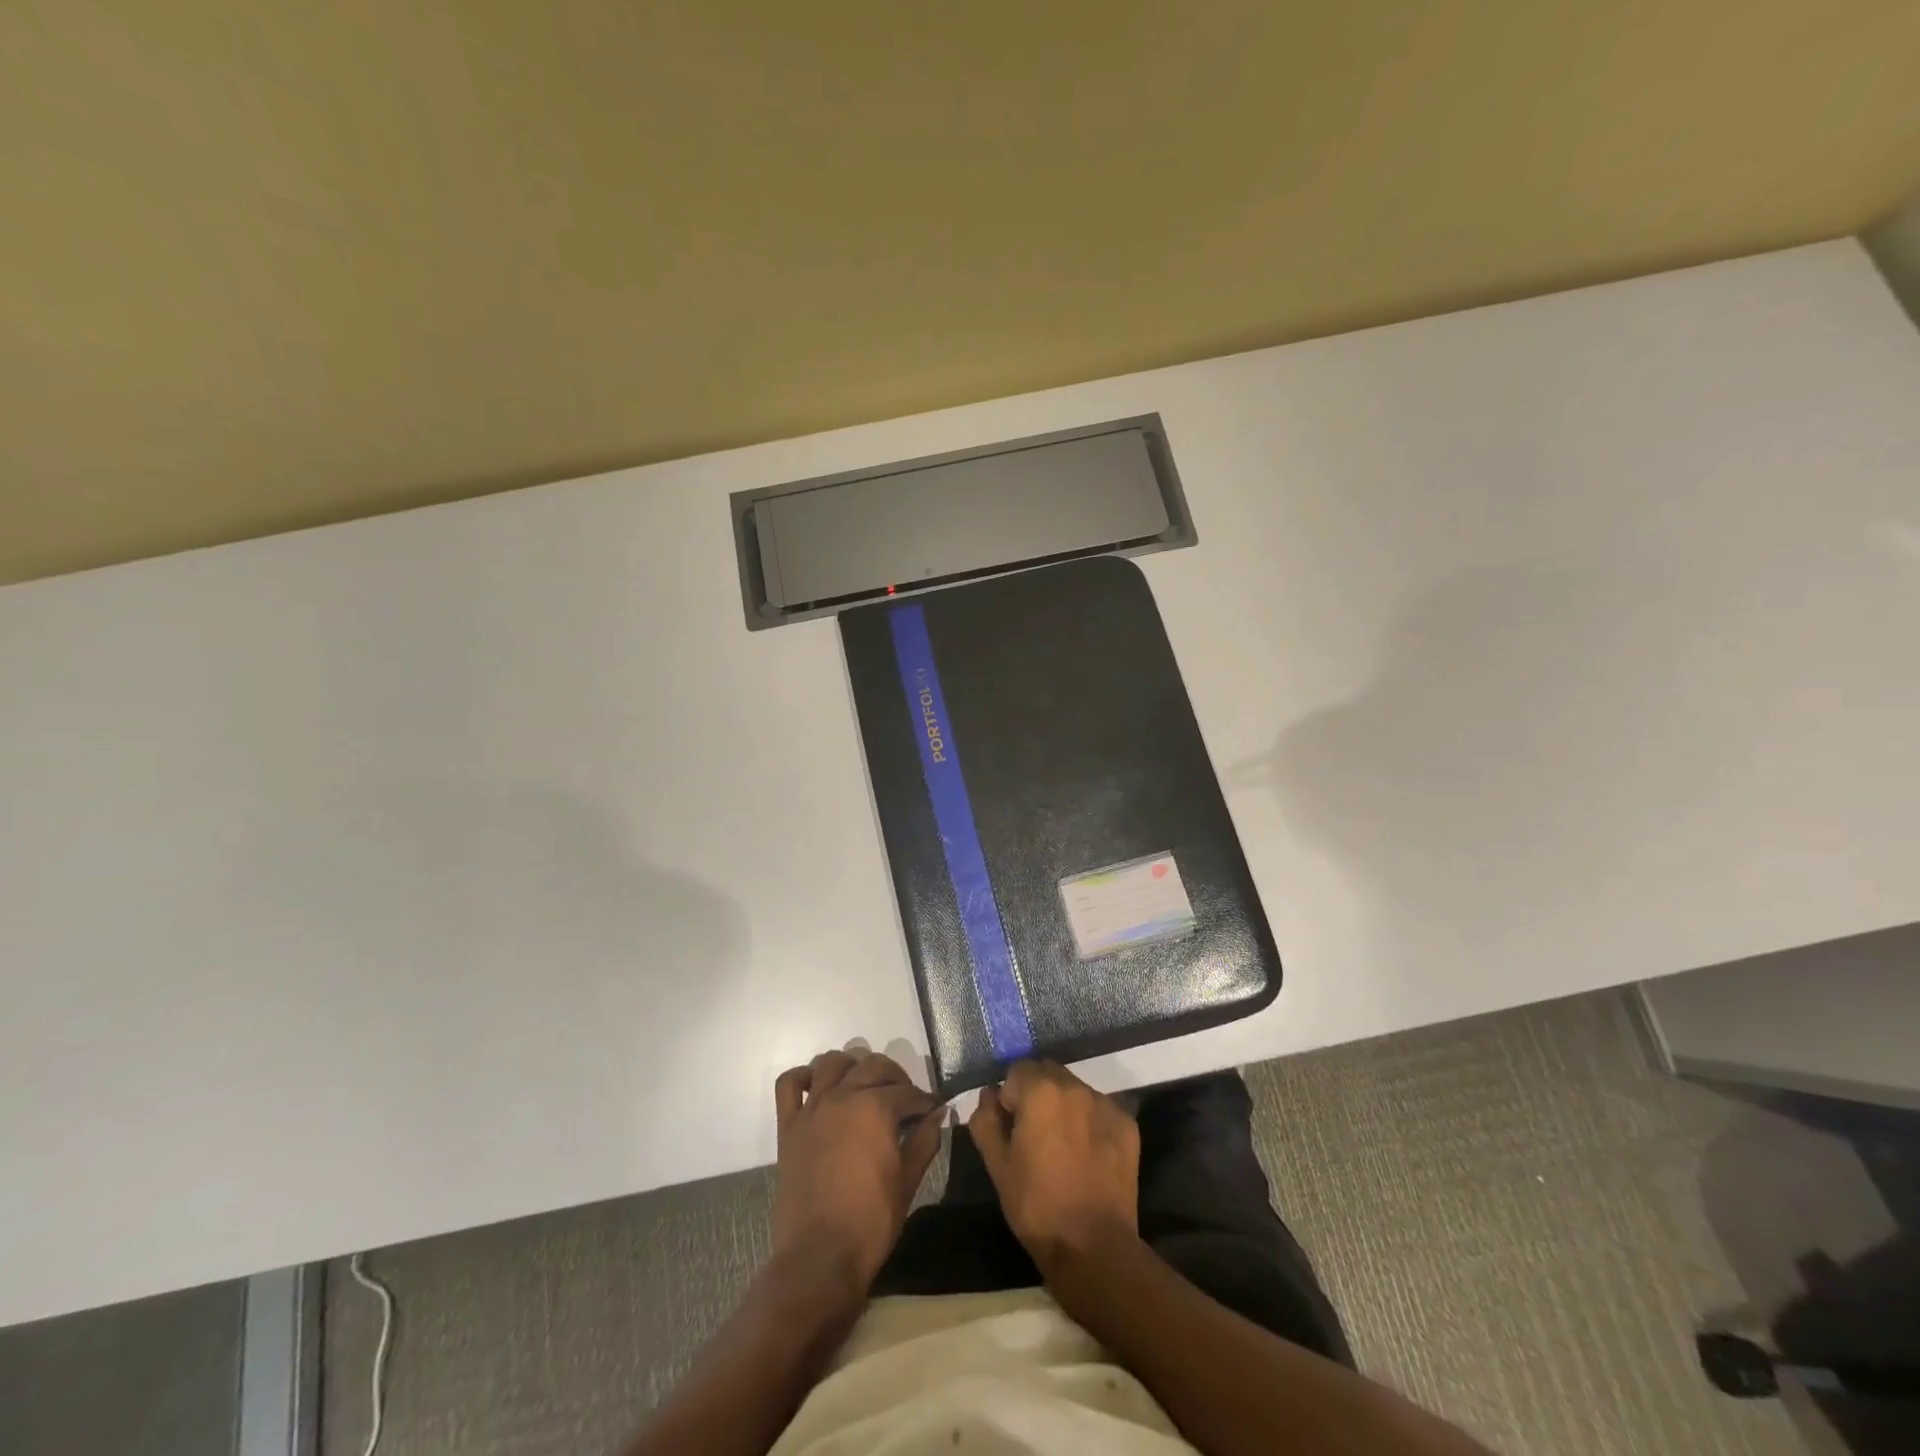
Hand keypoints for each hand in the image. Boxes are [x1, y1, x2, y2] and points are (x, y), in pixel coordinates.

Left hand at [772, 1049, 943, 1290]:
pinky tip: (818, 1087)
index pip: (907, 1092)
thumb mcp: (908, 1181)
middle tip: (906, 1098)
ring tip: (864, 1085)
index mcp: (875, 1108)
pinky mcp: (788, 1126)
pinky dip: (803, 1076)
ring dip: (852, 1066)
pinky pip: (789, 1084)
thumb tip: (940, 1114)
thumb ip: (925, 1140)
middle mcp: (842, 1096)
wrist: (819, 1259)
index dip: (924, 1101)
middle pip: (873, 1066)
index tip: (933, 1110)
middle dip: (895, 1076)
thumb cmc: (870, 1222)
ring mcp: (812, 1108)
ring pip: (831, 1062)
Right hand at [967, 1060, 1139, 1277]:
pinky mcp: (1127, 1123)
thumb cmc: (1036, 1205)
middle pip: (1048, 1072)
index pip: (1016, 1070)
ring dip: (1064, 1104)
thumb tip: (988, 1095)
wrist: (1093, 1247)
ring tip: (1063, 1145)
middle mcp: (1075, 1086)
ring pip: (1075, 1089)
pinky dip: (1090, 1120)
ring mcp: (1105, 1103)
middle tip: (1035, 1133)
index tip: (1012, 1126)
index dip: (1010, 1097)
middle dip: (1037, 1093)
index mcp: (1040, 1091)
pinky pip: (1100, 1108)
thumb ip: (985, 1120)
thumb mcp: (997, 1165)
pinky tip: (1087, 1153)